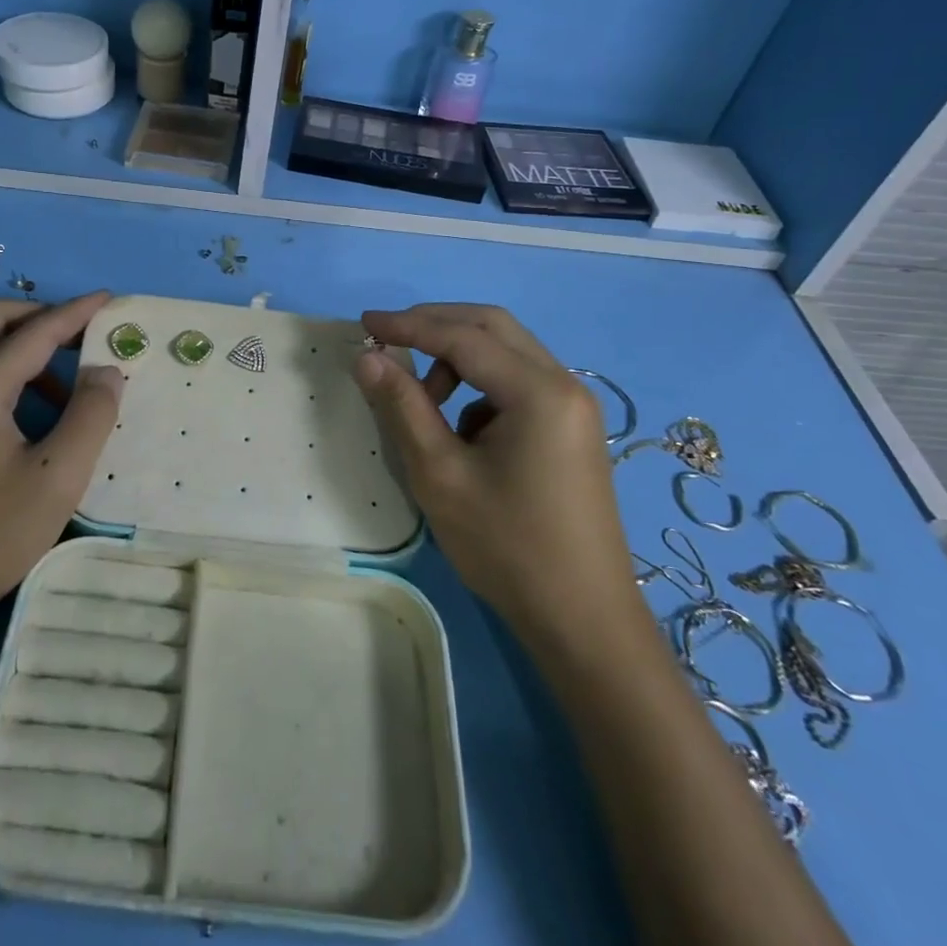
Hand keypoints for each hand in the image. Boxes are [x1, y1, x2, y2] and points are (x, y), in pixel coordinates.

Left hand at [0, 291, 124, 632]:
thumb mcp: (58, 476)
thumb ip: (91, 414)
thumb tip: (105, 370)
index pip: (35, 332)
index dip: (75, 313)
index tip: (109, 299)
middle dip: (39, 317)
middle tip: (81, 334)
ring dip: (21, 349)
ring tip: (65, 389)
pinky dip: (2, 375)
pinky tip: (29, 419)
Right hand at [353, 303, 637, 633]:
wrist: (583, 621)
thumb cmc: (507, 547)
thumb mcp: (440, 474)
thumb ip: (402, 406)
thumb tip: (367, 356)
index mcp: (538, 391)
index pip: (463, 336)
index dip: (408, 325)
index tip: (363, 324)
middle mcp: (564, 384)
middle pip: (492, 327)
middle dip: (436, 326)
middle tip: (388, 340)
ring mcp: (573, 407)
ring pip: (506, 353)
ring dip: (458, 359)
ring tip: (425, 403)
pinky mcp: (571, 428)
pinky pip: (518, 384)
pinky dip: (480, 388)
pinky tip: (464, 436)